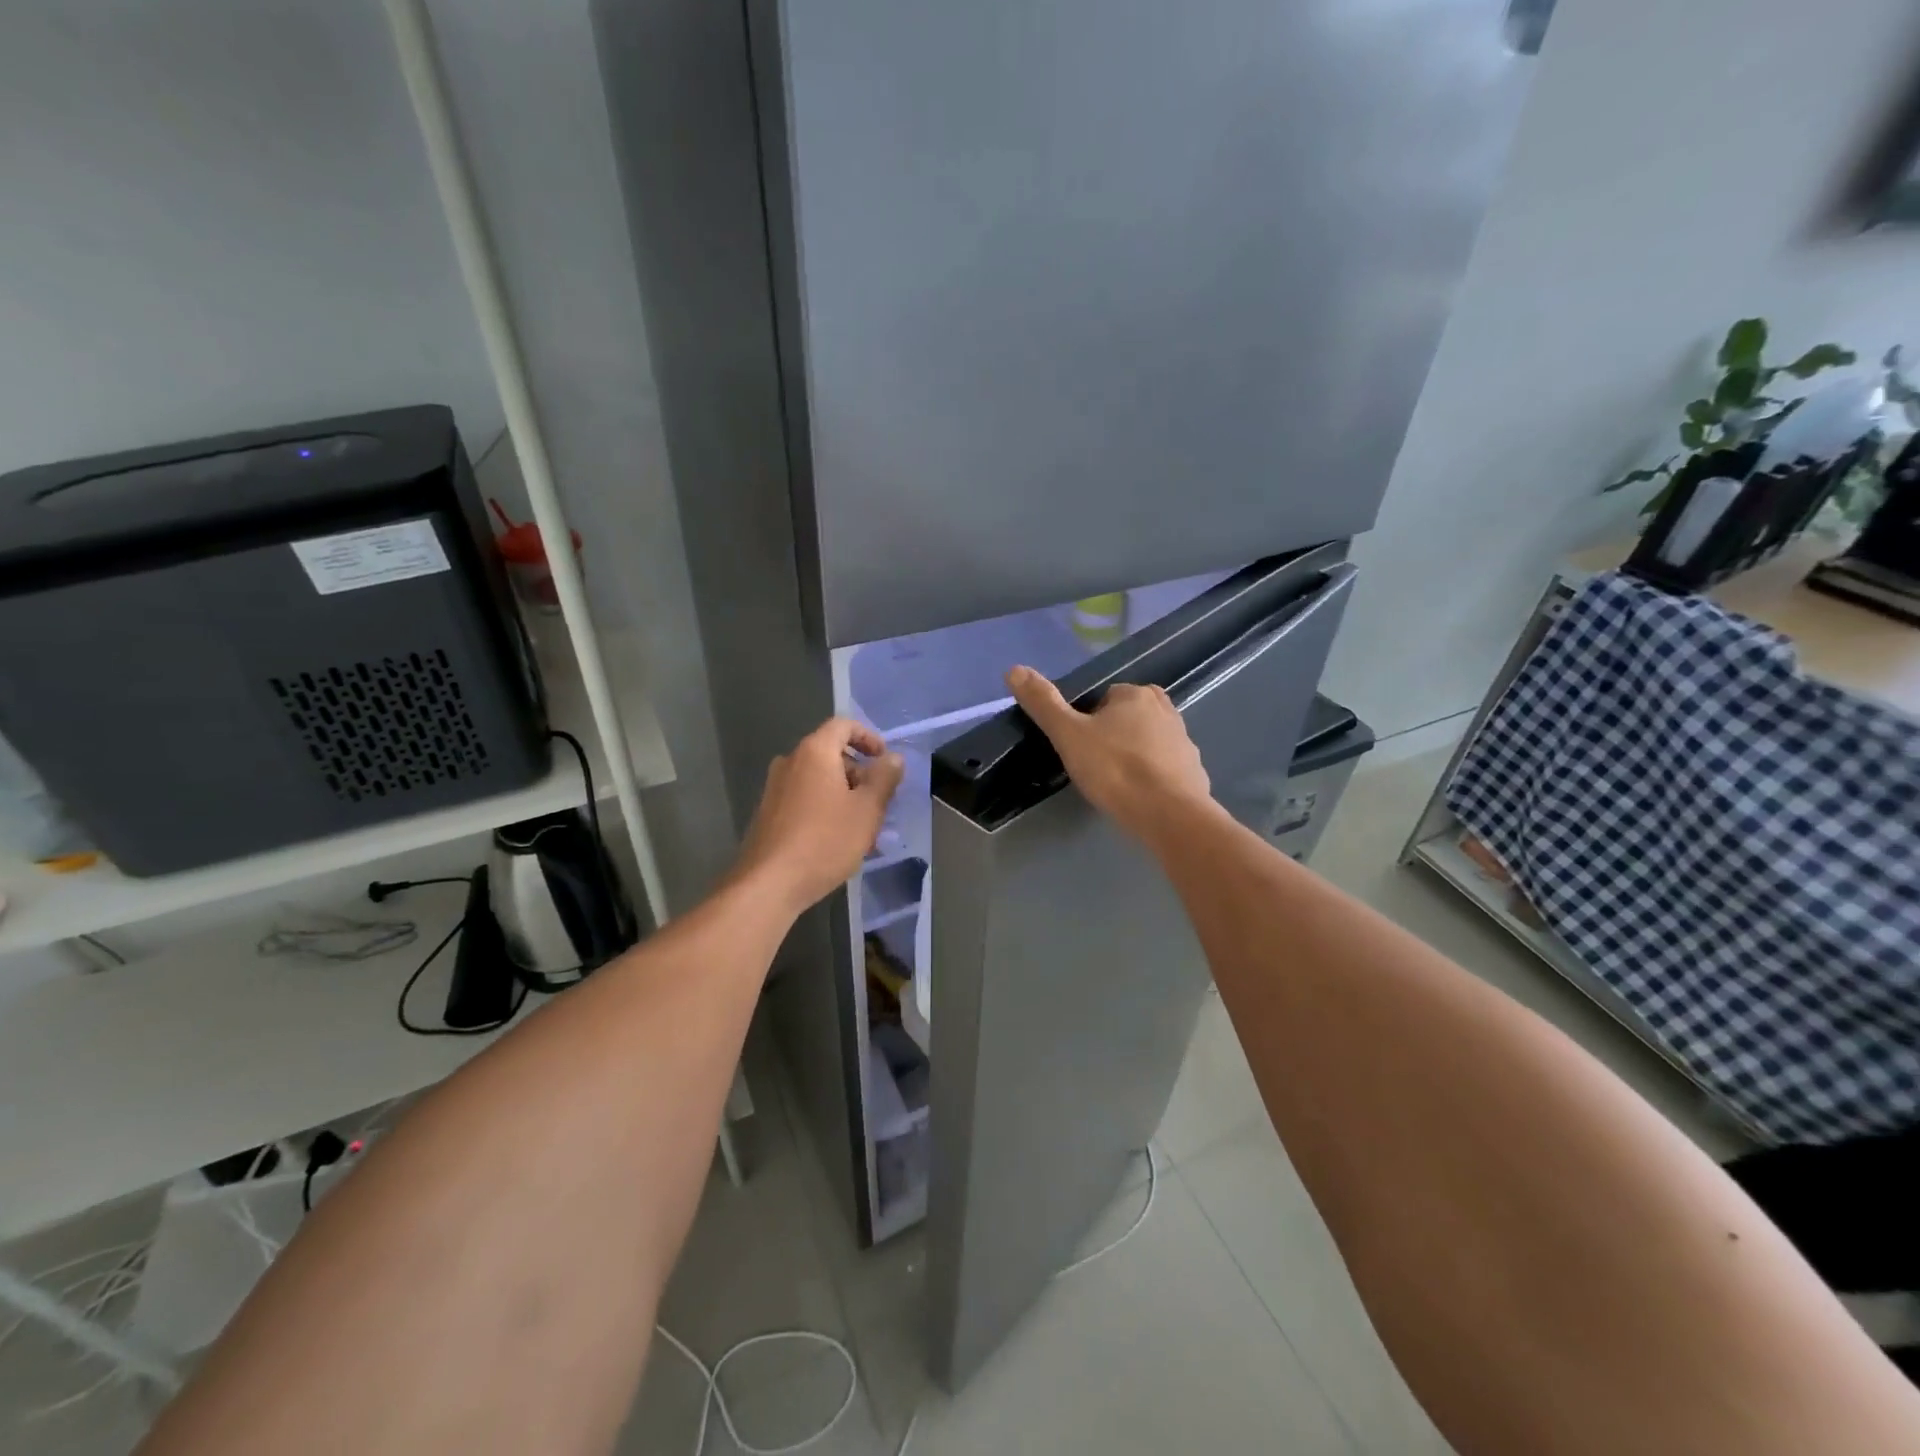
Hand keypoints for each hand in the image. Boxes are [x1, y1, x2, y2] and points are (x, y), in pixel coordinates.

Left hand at [731, 718, 904, 915]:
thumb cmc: (825, 841)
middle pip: (830, 753)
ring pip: (818, 779)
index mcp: (814, 752)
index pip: (843, 725)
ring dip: (844, 793)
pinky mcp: (768, 813)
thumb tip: (893, 758)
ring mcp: (775, 788)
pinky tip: (837, 839)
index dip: (869, 737)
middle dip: (859, 772)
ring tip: (863, 825)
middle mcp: (790, 762)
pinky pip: (804, 798)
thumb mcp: (867, 810)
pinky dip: (825, 807)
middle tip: (879, 800)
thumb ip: (884, 779)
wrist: (769, 884)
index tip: (884, 761)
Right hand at [1006, 665, 1212, 841]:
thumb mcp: (1069, 735)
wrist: (1169, 815)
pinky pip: (1165, 768)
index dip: (1087, 722)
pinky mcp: (1194, 772)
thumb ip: (1043, 703)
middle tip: (1095, 765)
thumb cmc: (1115, 770)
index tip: (1079, 747)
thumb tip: (1014, 669)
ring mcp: (1184, 741)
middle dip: (1113, 736)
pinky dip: (1153, 777)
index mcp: (1136, 695)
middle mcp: (1166, 710)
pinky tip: (1139, 797)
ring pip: (1148, 742)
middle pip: (1128, 717)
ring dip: (1133, 756)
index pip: (1104, 698)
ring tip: (1115, 783)